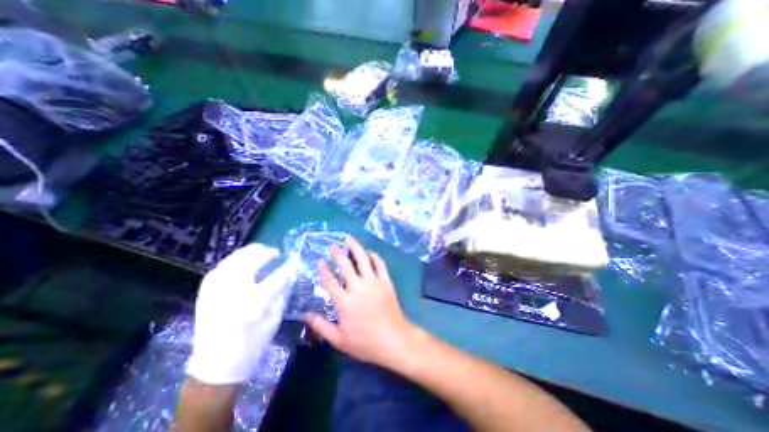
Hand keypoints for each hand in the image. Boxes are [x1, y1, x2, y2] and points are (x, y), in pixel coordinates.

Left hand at [186, 243, 297, 384]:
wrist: (217, 366)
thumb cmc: (253, 343)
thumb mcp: (275, 319)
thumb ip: (282, 293)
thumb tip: (290, 273)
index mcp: (254, 304)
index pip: (276, 278)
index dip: (288, 266)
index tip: (296, 260)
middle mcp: (233, 294)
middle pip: (249, 263)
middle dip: (265, 253)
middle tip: (275, 252)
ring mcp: (215, 293)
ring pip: (232, 262)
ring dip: (248, 252)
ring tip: (260, 250)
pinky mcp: (205, 294)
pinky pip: (218, 269)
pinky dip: (231, 260)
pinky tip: (240, 260)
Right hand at [303, 235, 417, 368]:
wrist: (393, 339)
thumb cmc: (365, 342)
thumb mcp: (339, 339)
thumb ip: (321, 326)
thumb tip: (305, 315)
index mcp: (344, 301)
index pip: (330, 281)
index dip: (323, 270)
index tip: (320, 260)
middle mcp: (357, 287)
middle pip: (345, 265)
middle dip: (338, 254)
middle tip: (333, 245)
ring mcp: (373, 282)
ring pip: (363, 259)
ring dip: (355, 248)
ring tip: (349, 239)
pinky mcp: (386, 281)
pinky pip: (379, 264)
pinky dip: (374, 256)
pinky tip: (369, 252)